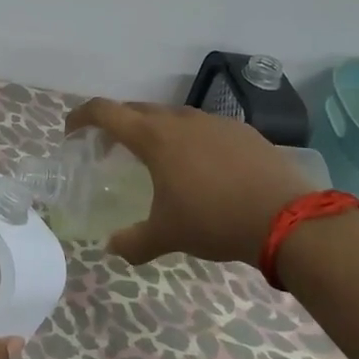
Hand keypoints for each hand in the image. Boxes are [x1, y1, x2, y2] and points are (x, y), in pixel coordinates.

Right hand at [65, 98, 314, 265]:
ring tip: (157, 159)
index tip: (71, 131)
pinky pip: (205, 128)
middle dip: (118, 124)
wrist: (287, 219)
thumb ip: (133, 242)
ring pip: (173, 116)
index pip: (106, 111)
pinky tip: (202, 168)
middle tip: (110, 148)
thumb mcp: (167, 236)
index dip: (82, 116)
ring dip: (156, 130)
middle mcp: (181, 120)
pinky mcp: (243, 131)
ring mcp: (215, 122)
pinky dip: (190, 140)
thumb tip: (112, 248)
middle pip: (137, 110)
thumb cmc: (214, 221)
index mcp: (154, 137)